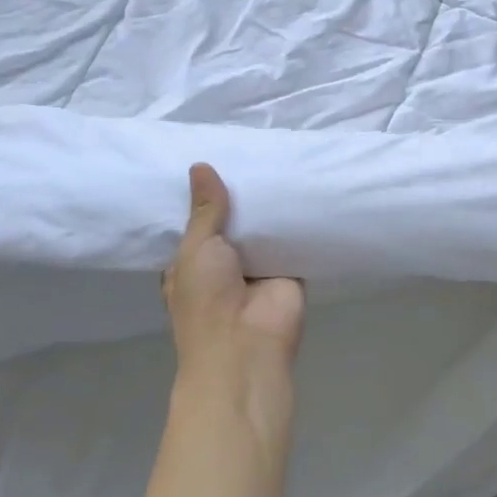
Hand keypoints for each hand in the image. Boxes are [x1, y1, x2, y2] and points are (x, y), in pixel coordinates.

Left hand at [163, 164, 304, 386]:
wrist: (247, 348)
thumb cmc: (206, 301)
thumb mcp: (196, 249)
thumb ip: (204, 210)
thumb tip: (200, 166)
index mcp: (193, 262)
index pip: (198, 222)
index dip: (204, 195)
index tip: (212, 156)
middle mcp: (224, 263)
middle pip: (234, 220)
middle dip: (240, 193)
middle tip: (251, 148)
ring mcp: (258, 266)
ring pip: (263, 226)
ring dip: (268, 202)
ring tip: (277, 154)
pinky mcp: (289, 268)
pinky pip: (292, 236)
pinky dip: (296, 216)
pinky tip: (302, 182)